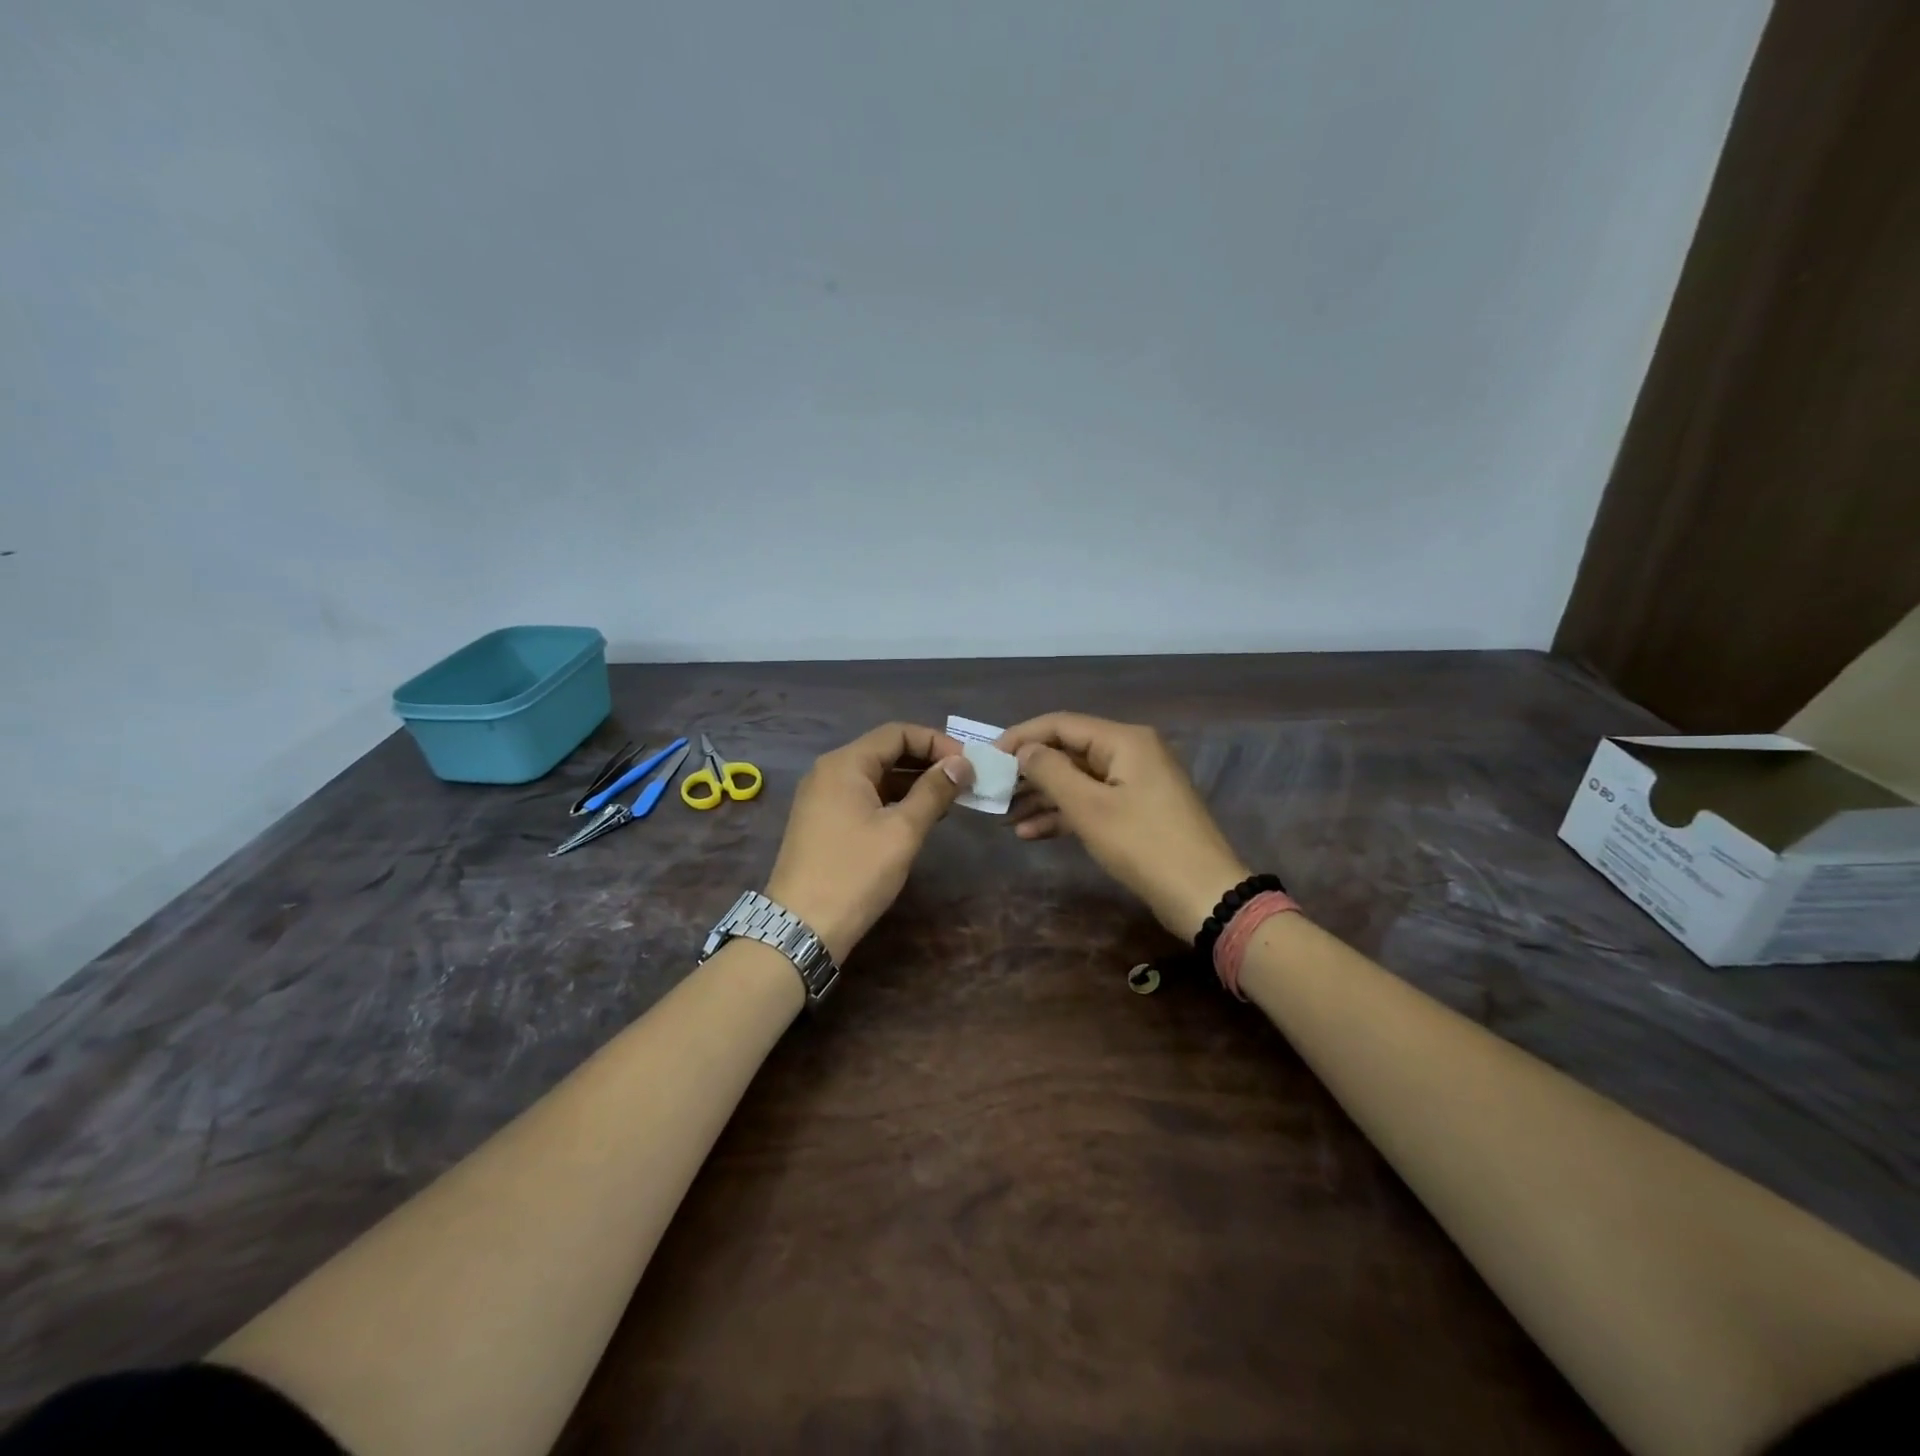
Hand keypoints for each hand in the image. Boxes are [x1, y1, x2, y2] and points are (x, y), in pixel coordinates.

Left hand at [764, 722, 974, 962]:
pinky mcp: (824, 821)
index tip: (968, 764)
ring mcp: (823, 797)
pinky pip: (865, 797)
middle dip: (927, 762)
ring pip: (876, 776)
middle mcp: (830, 772)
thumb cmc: (855, 873)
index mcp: (845, 764)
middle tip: (964, 780)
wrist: (802, 928)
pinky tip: (920, 817)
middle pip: (886, 751)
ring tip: (950, 800)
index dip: (936, 742)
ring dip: (913, 782)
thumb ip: (934, 791)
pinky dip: (894, 800)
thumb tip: (962, 763)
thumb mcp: (902, 831)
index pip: (897, 733)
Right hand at [997, 712, 1248, 940]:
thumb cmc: (1143, 845)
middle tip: (992, 790)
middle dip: (1029, 771)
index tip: (987, 756)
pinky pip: (1092, 802)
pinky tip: (1030, 833)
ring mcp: (1135, 783)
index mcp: (1124, 740)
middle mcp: (1130, 753)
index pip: (1061, 724)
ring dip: (1041, 797)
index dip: (1021, 737)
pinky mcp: (1136, 811)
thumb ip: (1050, 772)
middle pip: (1069, 751)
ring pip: (1077, 780)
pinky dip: (1063, 815)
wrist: (1202, 895)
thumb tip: (1024, 750)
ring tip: (1004, 817)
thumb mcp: (1089, 808)